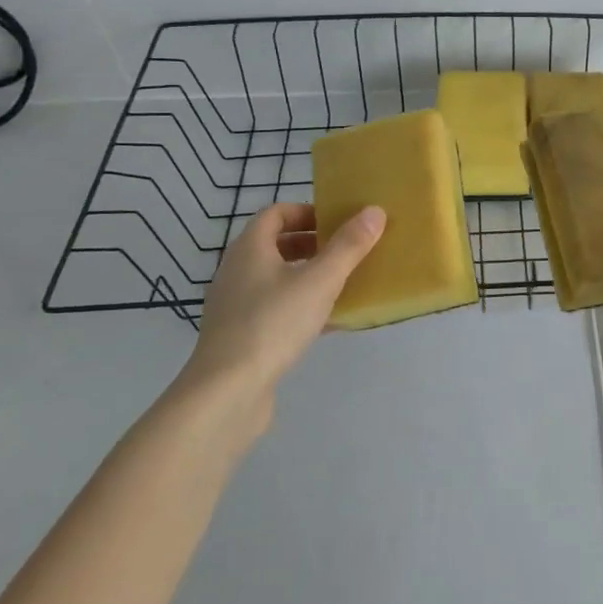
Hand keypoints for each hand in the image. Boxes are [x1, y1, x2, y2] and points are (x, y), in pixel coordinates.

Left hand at [175, 203, 384, 441]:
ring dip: (309, 276)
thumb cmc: (273, 324)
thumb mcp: (320, 281)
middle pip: (276, 245)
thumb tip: (375, 211)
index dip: (308, 211)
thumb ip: (348, 247)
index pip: (276, 213)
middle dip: (313, 244)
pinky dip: (302, 306)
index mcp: (250, 249)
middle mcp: (237, 271)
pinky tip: (330, 322)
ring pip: (277, 279)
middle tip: (347, 251)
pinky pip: (276, 309)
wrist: (227, 392)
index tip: (339, 221)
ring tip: (344, 284)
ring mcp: (236, 306)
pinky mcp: (241, 337)